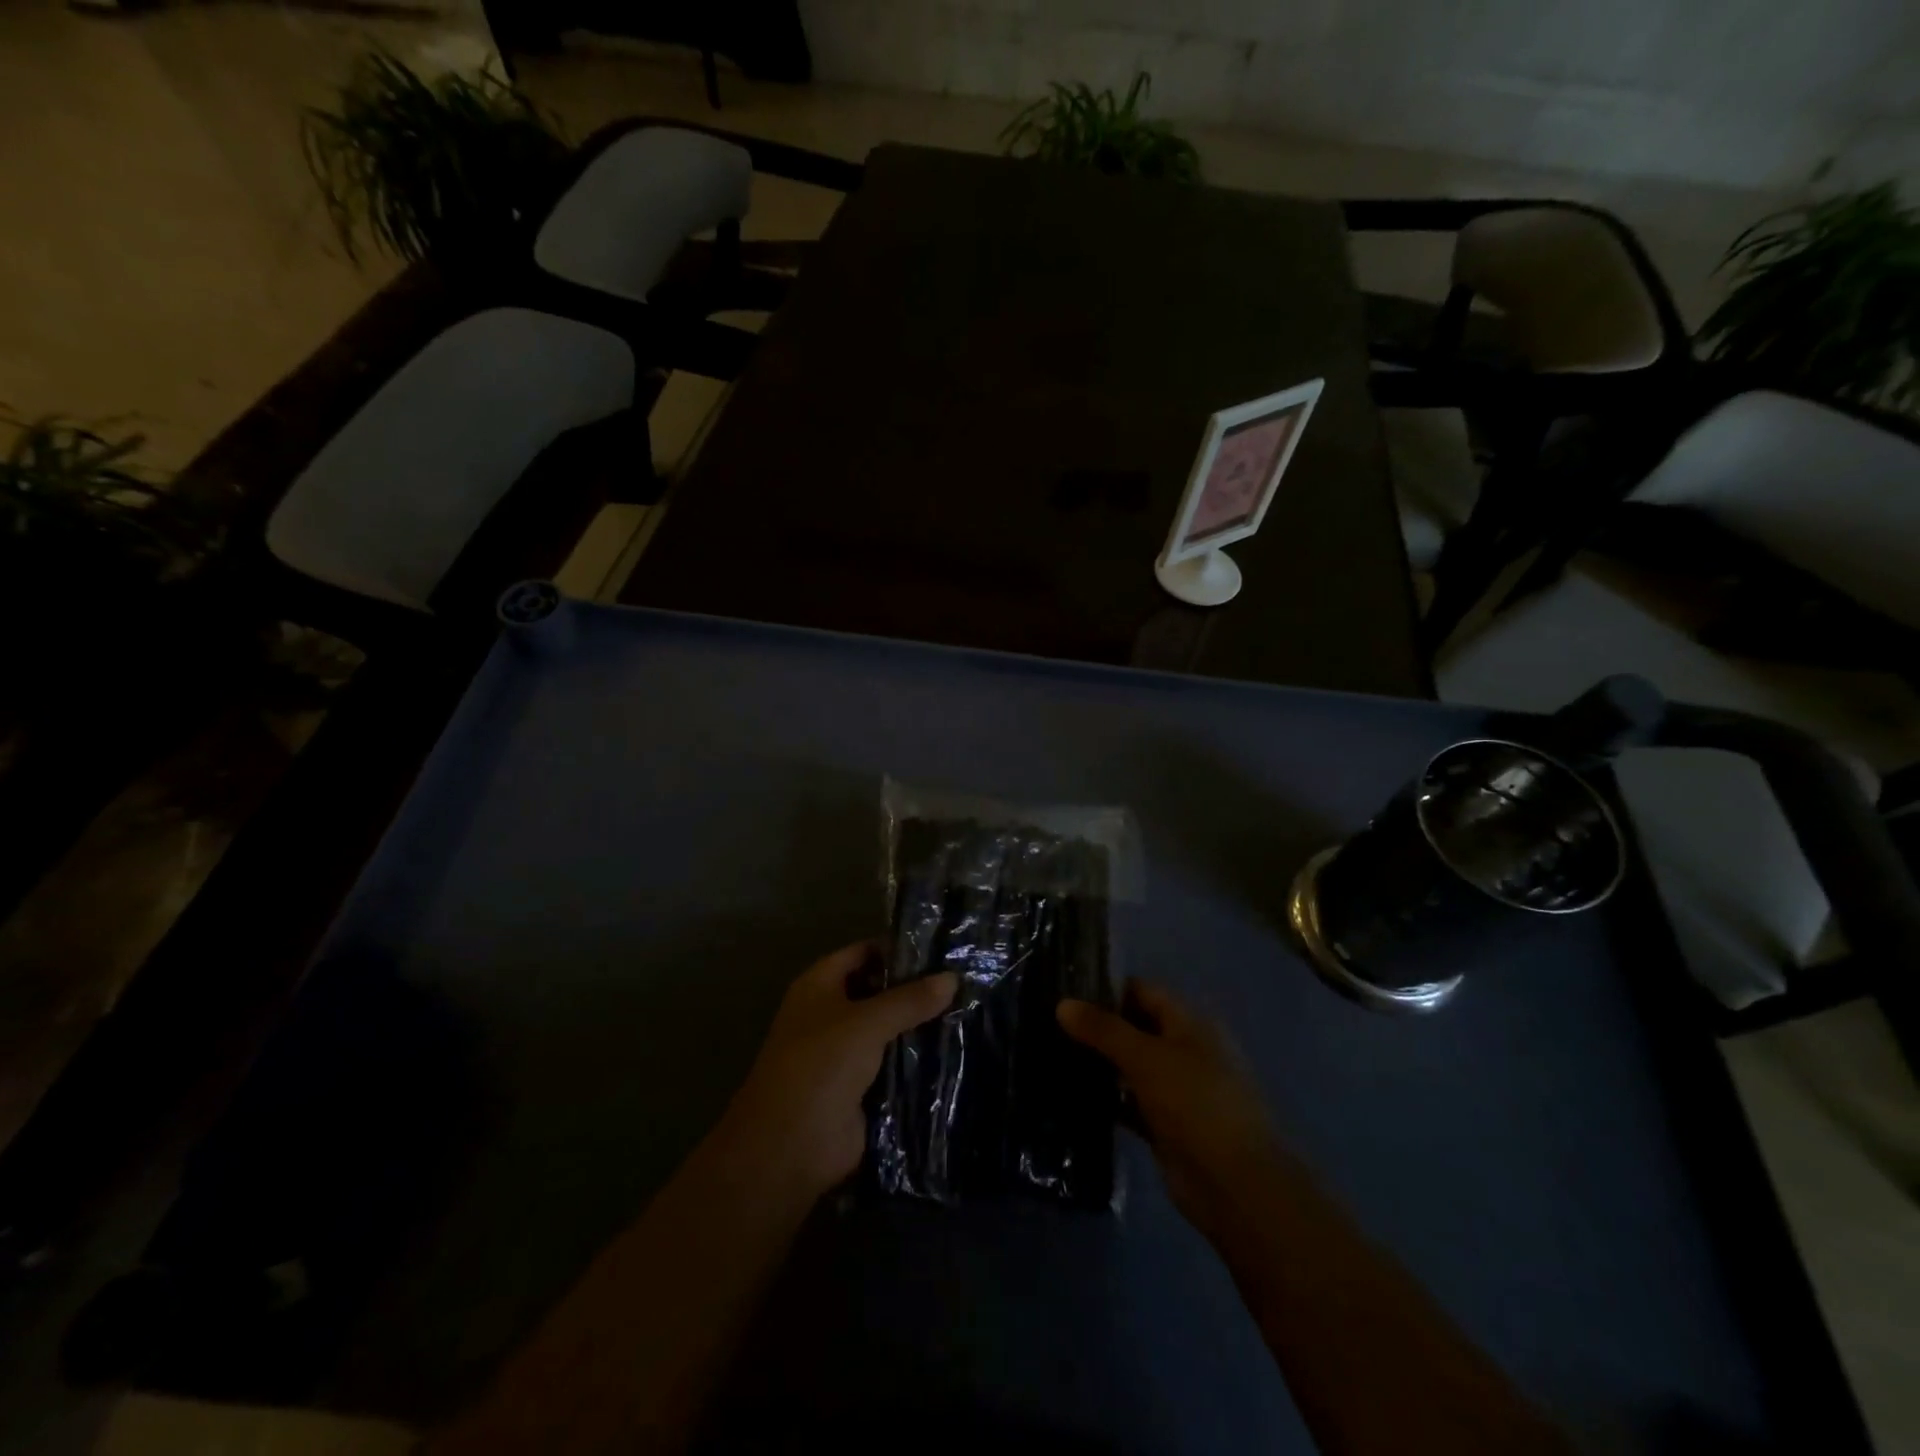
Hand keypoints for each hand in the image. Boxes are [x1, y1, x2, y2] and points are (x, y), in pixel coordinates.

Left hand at [716, 941, 956, 1203]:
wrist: (790, 1147)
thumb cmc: (819, 1066)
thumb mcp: (866, 1023)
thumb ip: (909, 999)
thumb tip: (952, 977)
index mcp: (819, 986)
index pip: (863, 953)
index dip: (897, 948)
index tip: (941, 948)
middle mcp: (830, 1015)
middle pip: (878, 992)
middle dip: (915, 989)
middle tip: (964, 980)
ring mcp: (845, 1054)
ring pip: (889, 1031)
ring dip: (920, 1026)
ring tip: (970, 1011)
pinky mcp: (861, 1090)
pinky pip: (894, 1066)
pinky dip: (918, 1061)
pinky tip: (956, 1051)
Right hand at [1058, 980, 1290, 1240]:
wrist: (1235, 1185)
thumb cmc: (1196, 1103)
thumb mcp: (1147, 1057)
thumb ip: (1103, 1029)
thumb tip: (1062, 1003)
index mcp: (1191, 1023)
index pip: (1143, 991)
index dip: (1106, 988)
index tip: (1064, 991)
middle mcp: (1185, 1050)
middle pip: (1135, 1027)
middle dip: (1098, 1026)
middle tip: (1049, 1023)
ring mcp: (1176, 1090)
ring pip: (1130, 1066)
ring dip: (1099, 1062)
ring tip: (1051, 1054)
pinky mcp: (1165, 1125)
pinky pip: (1129, 1102)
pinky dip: (1106, 1098)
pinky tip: (1070, 1095)